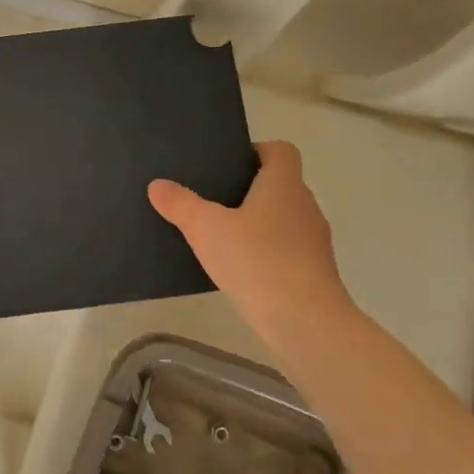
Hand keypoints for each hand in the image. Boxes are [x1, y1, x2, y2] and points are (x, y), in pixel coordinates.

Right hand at [148, 141, 362, 374]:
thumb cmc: (257, 261)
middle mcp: (305, 205)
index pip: (281, 150)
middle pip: (281, 185)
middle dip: (250, 190)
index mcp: (284, 184)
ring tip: (223, 238)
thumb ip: (181, 204)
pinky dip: (268, 254)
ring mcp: (315, 241)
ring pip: (285, 219)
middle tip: (214, 201)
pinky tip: (242, 271)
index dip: (257, 151)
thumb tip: (157, 184)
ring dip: (259, 224)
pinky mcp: (315, 272)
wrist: (306, 323)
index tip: (229, 166)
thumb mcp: (206, 229)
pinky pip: (288, 250)